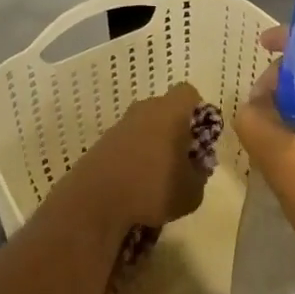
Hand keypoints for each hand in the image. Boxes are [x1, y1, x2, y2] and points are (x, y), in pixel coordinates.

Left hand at [67, 82, 211, 232]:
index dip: (197, 110)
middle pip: (165, 109)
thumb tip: (196, 169)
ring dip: (153, 145)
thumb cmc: (152, 188)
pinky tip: (135, 184)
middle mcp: (145, 109)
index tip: (200, 135)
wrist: (94, 201)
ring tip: (157, 177)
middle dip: (175, 130)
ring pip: (145, 126)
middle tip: (181, 159)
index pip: (188, 93)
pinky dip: (133, 156)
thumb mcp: (191, 192)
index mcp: (170, 111)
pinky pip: (127, 142)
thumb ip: (199, 176)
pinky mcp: (103, 142)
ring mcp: (121, 124)